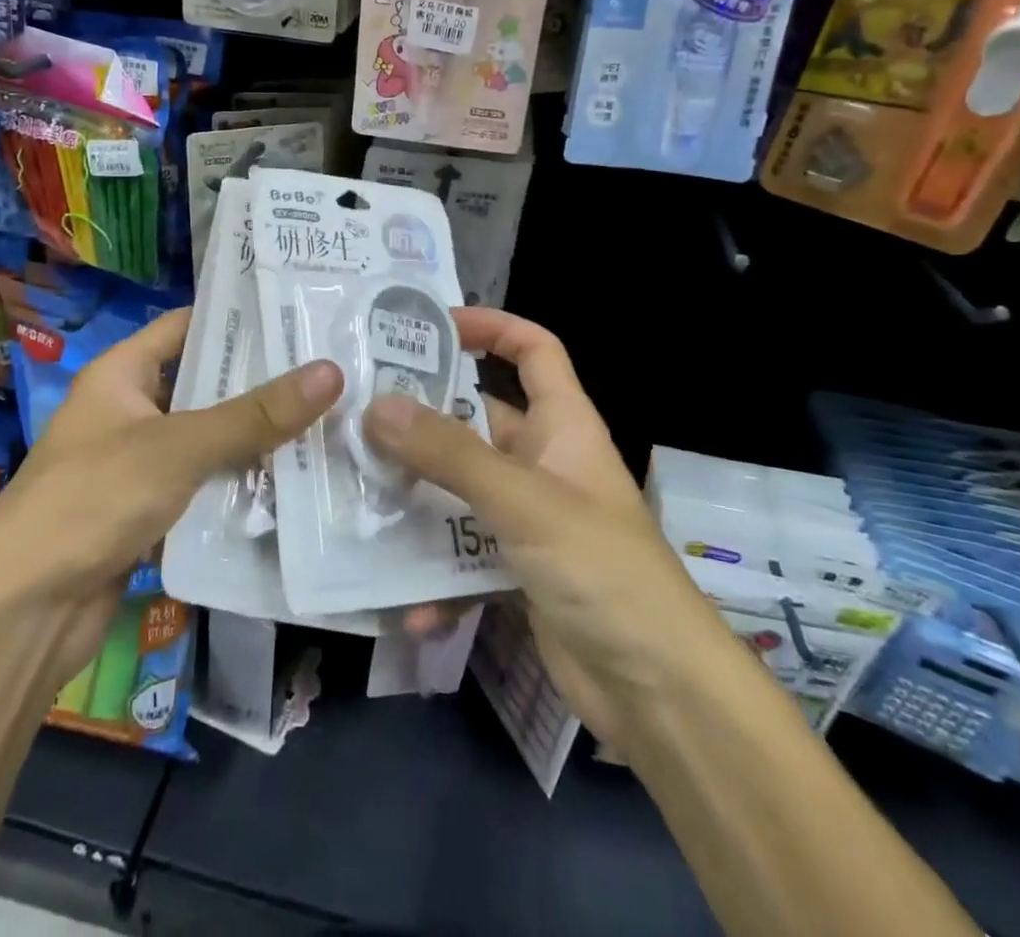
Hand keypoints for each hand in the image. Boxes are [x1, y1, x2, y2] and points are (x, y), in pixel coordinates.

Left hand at [0, 308, 342, 675]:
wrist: (22, 614)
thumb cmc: (92, 501)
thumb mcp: (179, 447)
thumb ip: (255, 414)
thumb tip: (332, 372)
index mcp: (119, 374)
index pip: (184, 325)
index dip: (235, 317)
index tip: (296, 314)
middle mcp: (127, 410)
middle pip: (202, 382)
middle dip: (259, 381)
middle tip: (327, 368)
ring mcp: (136, 463)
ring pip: (207, 436)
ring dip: (254, 435)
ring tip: (324, 418)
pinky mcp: (147, 511)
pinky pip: (202, 483)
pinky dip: (238, 481)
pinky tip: (290, 479)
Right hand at [363, 308, 698, 746]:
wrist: (659, 693)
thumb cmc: (602, 569)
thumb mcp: (524, 501)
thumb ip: (450, 454)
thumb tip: (378, 405)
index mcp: (564, 426)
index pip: (535, 351)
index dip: (493, 327)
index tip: (432, 327)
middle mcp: (544, 463)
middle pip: (478, 421)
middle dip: (424, 421)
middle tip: (360, 416)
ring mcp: (528, 520)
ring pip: (460, 491)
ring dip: (417, 501)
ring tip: (359, 499)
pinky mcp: (515, 572)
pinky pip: (463, 557)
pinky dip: (436, 577)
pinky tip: (407, 606)